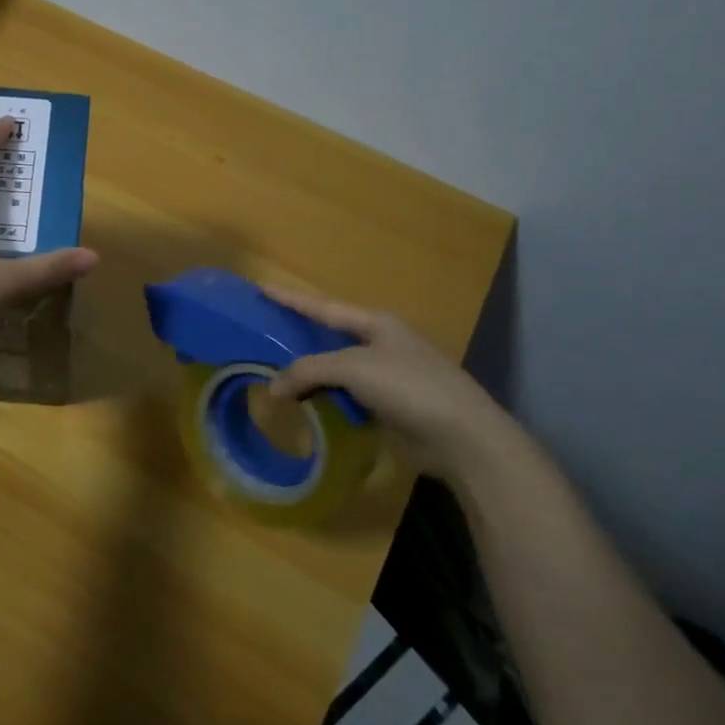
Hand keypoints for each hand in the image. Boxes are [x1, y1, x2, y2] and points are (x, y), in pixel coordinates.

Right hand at [262, 287, 523, 474]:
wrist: (463, 437)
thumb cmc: (409, 387)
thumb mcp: (353, 369)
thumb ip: (308, 371)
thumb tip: (273, 388)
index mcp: (376, 323)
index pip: (322, 306)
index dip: (290, 299)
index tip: (260, 288)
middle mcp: (382, 343)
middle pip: (329, 336)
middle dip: (298, 336)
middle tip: (262, 336)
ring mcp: (389, 375)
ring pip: (337, 368)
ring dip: (310, 373)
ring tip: (274, 374)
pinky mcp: (391, 405)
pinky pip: (347, 395)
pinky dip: (325, 398)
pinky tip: (305, 405)